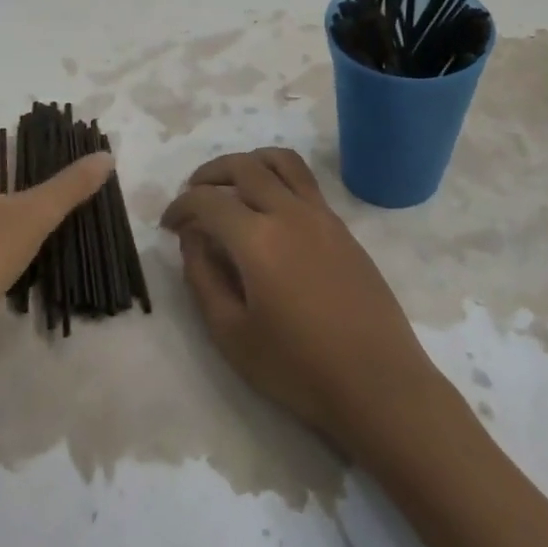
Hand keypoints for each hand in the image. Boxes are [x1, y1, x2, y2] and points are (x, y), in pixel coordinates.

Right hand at [160, 148, 441, 452]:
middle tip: (192, 195)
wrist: (379, 384)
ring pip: (282, 162)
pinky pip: (305, 183)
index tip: (168, 226)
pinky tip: (269, 212)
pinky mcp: (344, 229)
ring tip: (232, 186)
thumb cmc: (298, 368)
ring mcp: (322, 216)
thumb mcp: (231, 334)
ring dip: (249, 163)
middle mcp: (289, 213)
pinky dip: (277, 179)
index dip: (180, 207)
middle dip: (209, 174)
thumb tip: (193, 239)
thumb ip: (203, 278)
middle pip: (244, 166)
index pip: (207, 200)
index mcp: (257, 239)